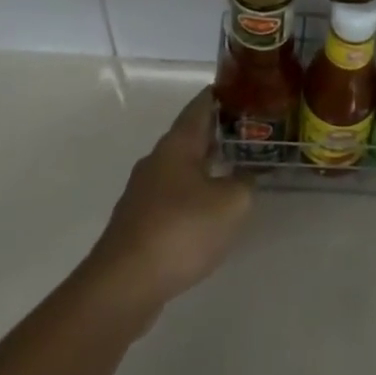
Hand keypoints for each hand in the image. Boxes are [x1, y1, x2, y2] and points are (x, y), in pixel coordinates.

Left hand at [84, 89, 253, 315]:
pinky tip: (210, 210)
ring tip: (236, 168)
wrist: (123, 285)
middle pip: (191, 135)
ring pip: (182, 166)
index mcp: (177, 144)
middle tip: (251, 131)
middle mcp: (157, 159)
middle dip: (220, 131)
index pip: (202, 105)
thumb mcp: (231, 204)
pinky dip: (195, 192)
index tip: (246, 89)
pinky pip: (174, 194)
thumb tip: (246, 174)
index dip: (223, 94)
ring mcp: (144, 191)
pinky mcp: (139, 221)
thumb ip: (245, 182)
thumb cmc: (181, 231)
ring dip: (207, 164)